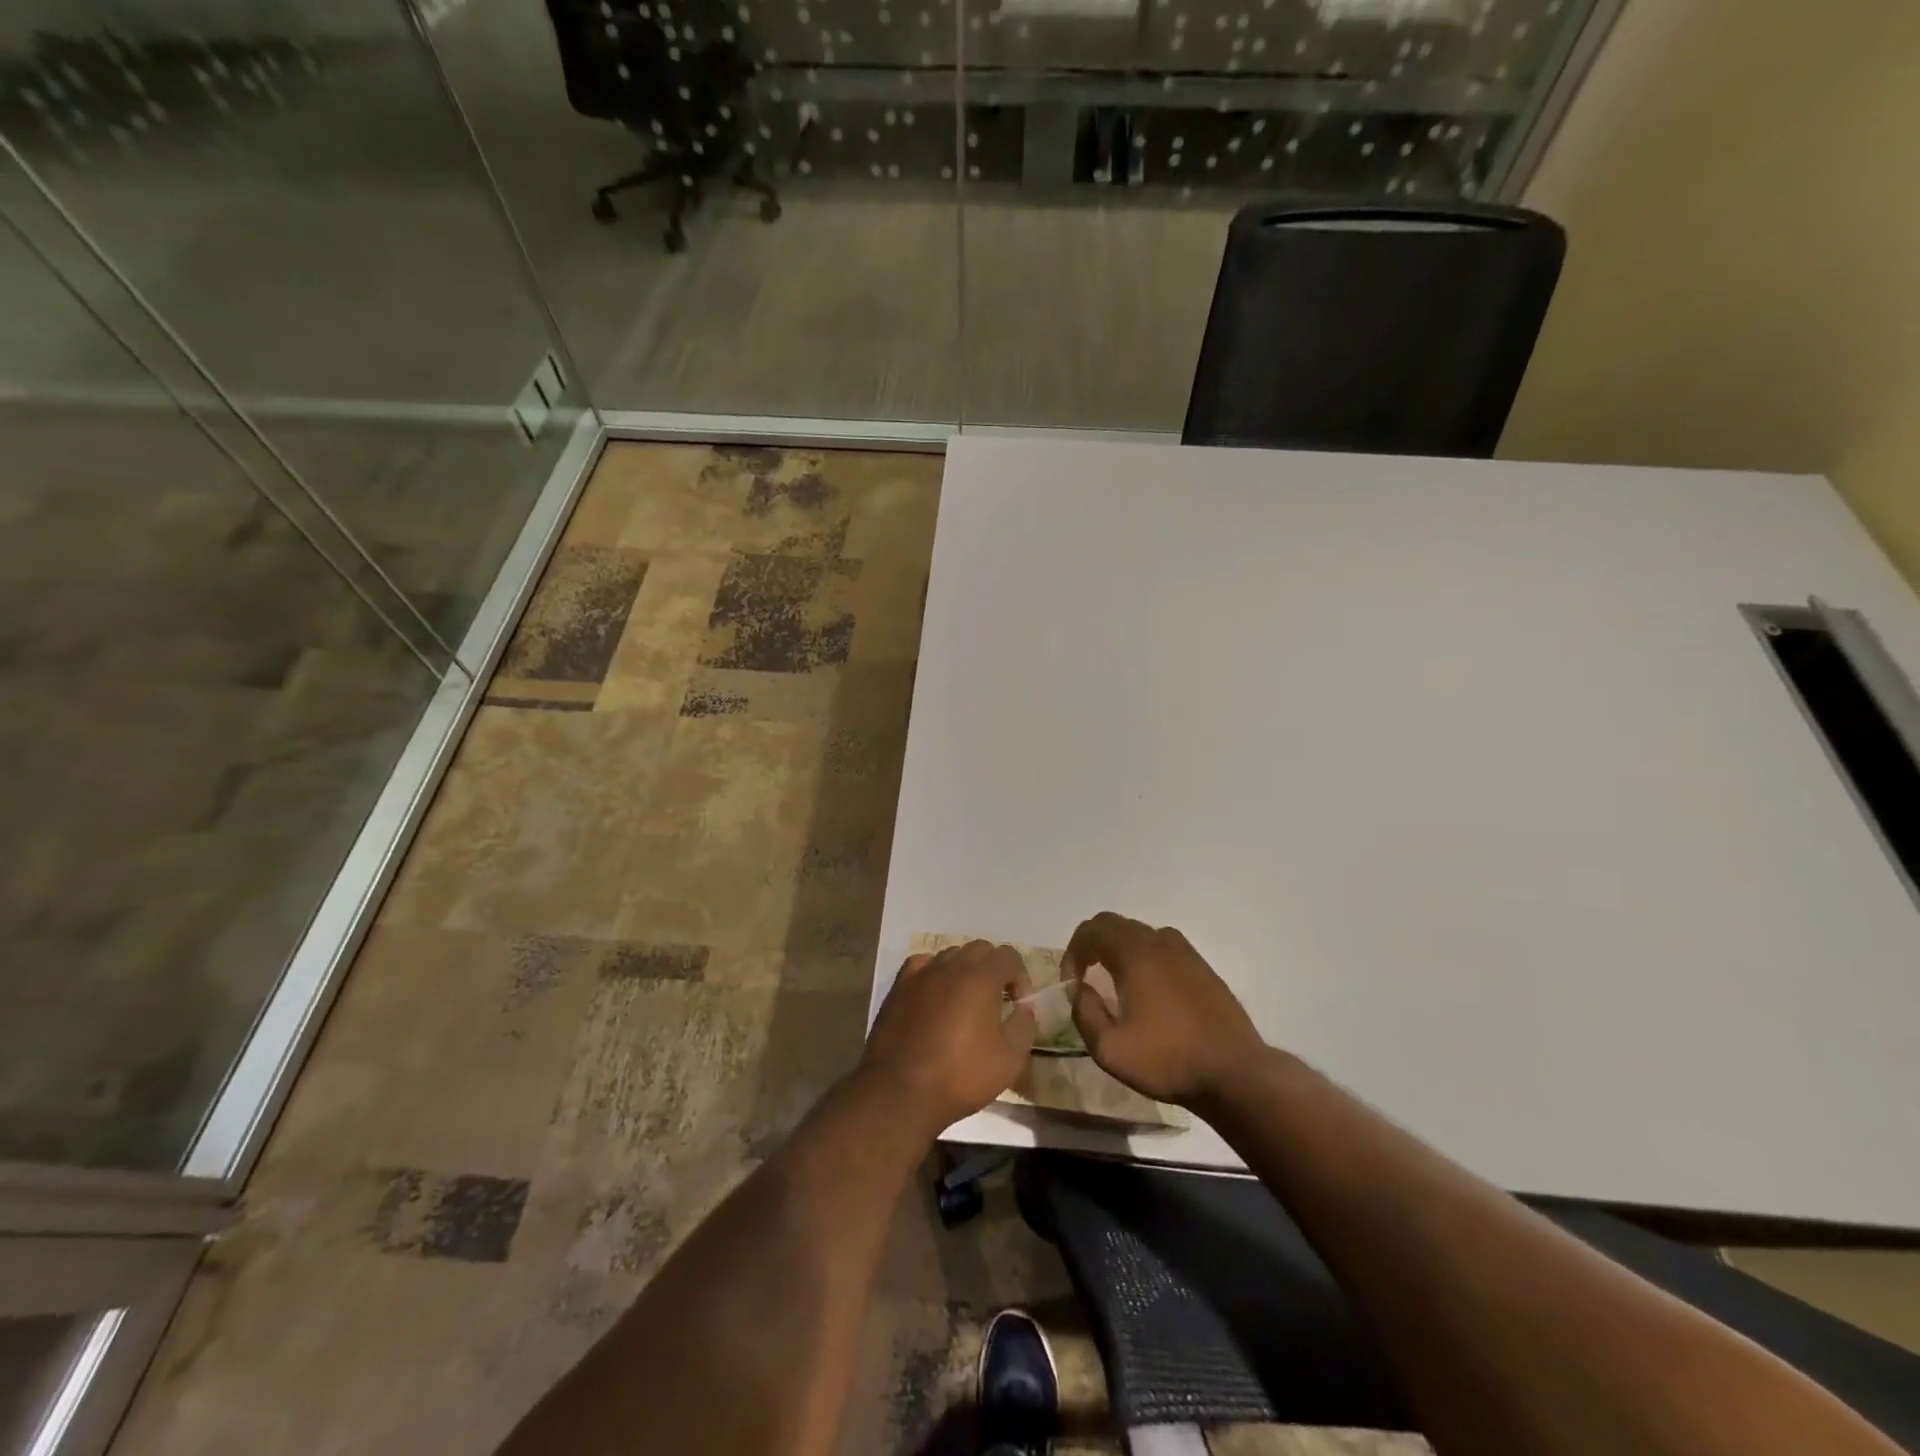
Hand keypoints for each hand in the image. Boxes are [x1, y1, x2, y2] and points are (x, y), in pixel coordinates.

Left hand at [862, 941, 1036, 1136]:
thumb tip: (1024, 1008)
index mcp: (981, 977)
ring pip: (950, 955)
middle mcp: (950, 966)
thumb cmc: (960, 1076)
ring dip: (964, 970)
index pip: (1008, 955)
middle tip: (996, 1001)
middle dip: (994, 969)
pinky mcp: (898, 988)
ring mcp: (921, 974)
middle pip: (979, 949)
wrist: (900, 1092)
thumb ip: (1024, 1026)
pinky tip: (934, 995)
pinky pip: (921, 965)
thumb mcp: (1009, 1059)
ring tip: (965, 1001)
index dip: (1020, 977)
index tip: (1018, 1006)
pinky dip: (933, 973)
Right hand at [1065, 912, 1267, 1106]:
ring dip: (1120, 949)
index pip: (1092, 929)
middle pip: (1116, 924)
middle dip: (1093, 945)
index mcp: (1135, 953)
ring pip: (1142, 934)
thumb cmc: (1167, 1059)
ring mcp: (1186, 953)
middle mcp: (1160, 942)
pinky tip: (1148, 990)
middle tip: (1085, 976)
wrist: (1234, 1074)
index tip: (1072, 982)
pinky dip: (1145, 958)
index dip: (1073, 952)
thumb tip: (1080, 989)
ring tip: (1115, 980)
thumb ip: (1084, 1013)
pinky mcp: (1204, 969)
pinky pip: (1164, 948)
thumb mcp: (1109, 1048)